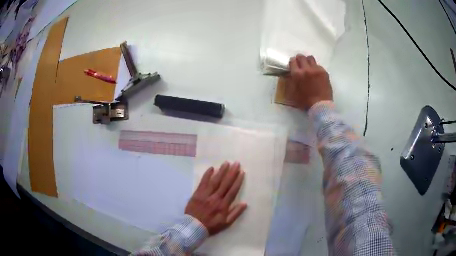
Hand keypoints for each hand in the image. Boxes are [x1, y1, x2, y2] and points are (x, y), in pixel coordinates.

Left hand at [185, 162, 246, 234]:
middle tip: (236, 163)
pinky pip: (203, 182)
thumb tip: (245, 203)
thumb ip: (236, 213)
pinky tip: (211, 168)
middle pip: (225, 183)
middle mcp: (215, 198)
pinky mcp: (197, 193)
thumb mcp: (226, 223)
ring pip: (215, 181)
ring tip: (226, 163)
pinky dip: (207, 175)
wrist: (194, 227)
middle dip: (232, 173)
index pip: (232, 191)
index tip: (242, 172)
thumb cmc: (211, 225)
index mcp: (223, 205)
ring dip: (221, 171)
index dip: (238, 181)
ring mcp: (206, 195)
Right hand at [287, 54, 332, 109]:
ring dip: (308, 61)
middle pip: (301, 57)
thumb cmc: (305, 101)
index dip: (292, 62)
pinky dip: (316, 68)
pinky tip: (316, 74)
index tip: (293, 65)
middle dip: (299, 59)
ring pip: (310, 58)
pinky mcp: (324, 72)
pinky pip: (318, 65)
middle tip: (300, 63)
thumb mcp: (293, 92)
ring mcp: (316, 69)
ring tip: (309, 67)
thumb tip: (290, 75)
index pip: (292, 61)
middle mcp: (306, 69)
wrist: (321, 106)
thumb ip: (291, 81)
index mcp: (297, 74)